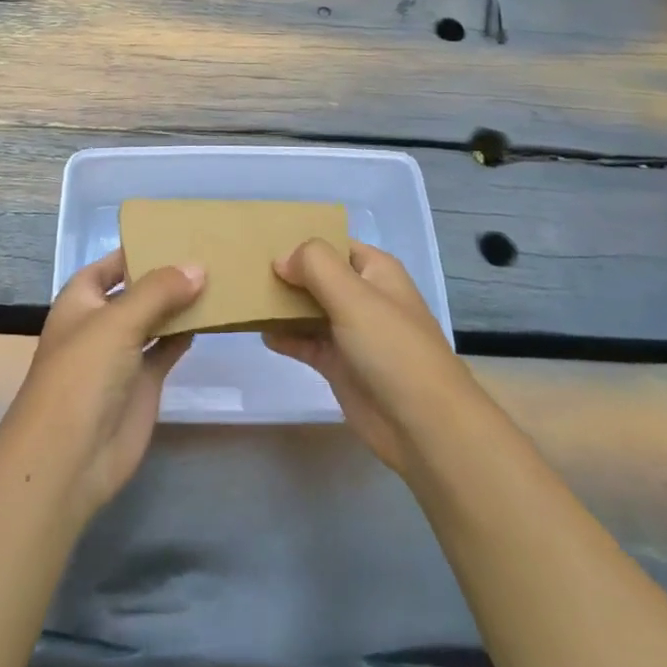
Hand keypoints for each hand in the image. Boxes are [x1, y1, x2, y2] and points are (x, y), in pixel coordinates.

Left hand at [1, 251, 204, 522]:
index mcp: (82, 299)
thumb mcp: (118, 321)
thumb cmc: (82, 374)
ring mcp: (123, 354)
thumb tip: (198, 267)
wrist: (69, 457)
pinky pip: (168, 349)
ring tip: (220, 277)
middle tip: (210, 251)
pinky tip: (213, 317)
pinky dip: (187, 334)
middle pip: (138, 290)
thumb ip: (159, 291)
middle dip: (167, 274)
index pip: (111, 264)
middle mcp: (102, 322)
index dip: (138, 249)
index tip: (177, 232)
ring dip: (181, 303)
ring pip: (156, 319)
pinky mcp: (143, 383)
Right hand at [263, 239, 478, 475]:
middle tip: (243, 268)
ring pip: (309, 309)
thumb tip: (281, 259)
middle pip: (318, 276)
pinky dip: (285, 337)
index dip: (303, 241)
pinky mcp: (339, 366)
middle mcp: (363, 297)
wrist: (423, 426)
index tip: (263, 240)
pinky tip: (261, 333)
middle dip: (286, 272)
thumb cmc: (392, 348)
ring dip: (281, 305)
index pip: (334, 243)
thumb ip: (315, 265)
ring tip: (244, 296)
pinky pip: (306, 342)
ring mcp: (351, 333)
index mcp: (375, 271)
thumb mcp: (354, 295)